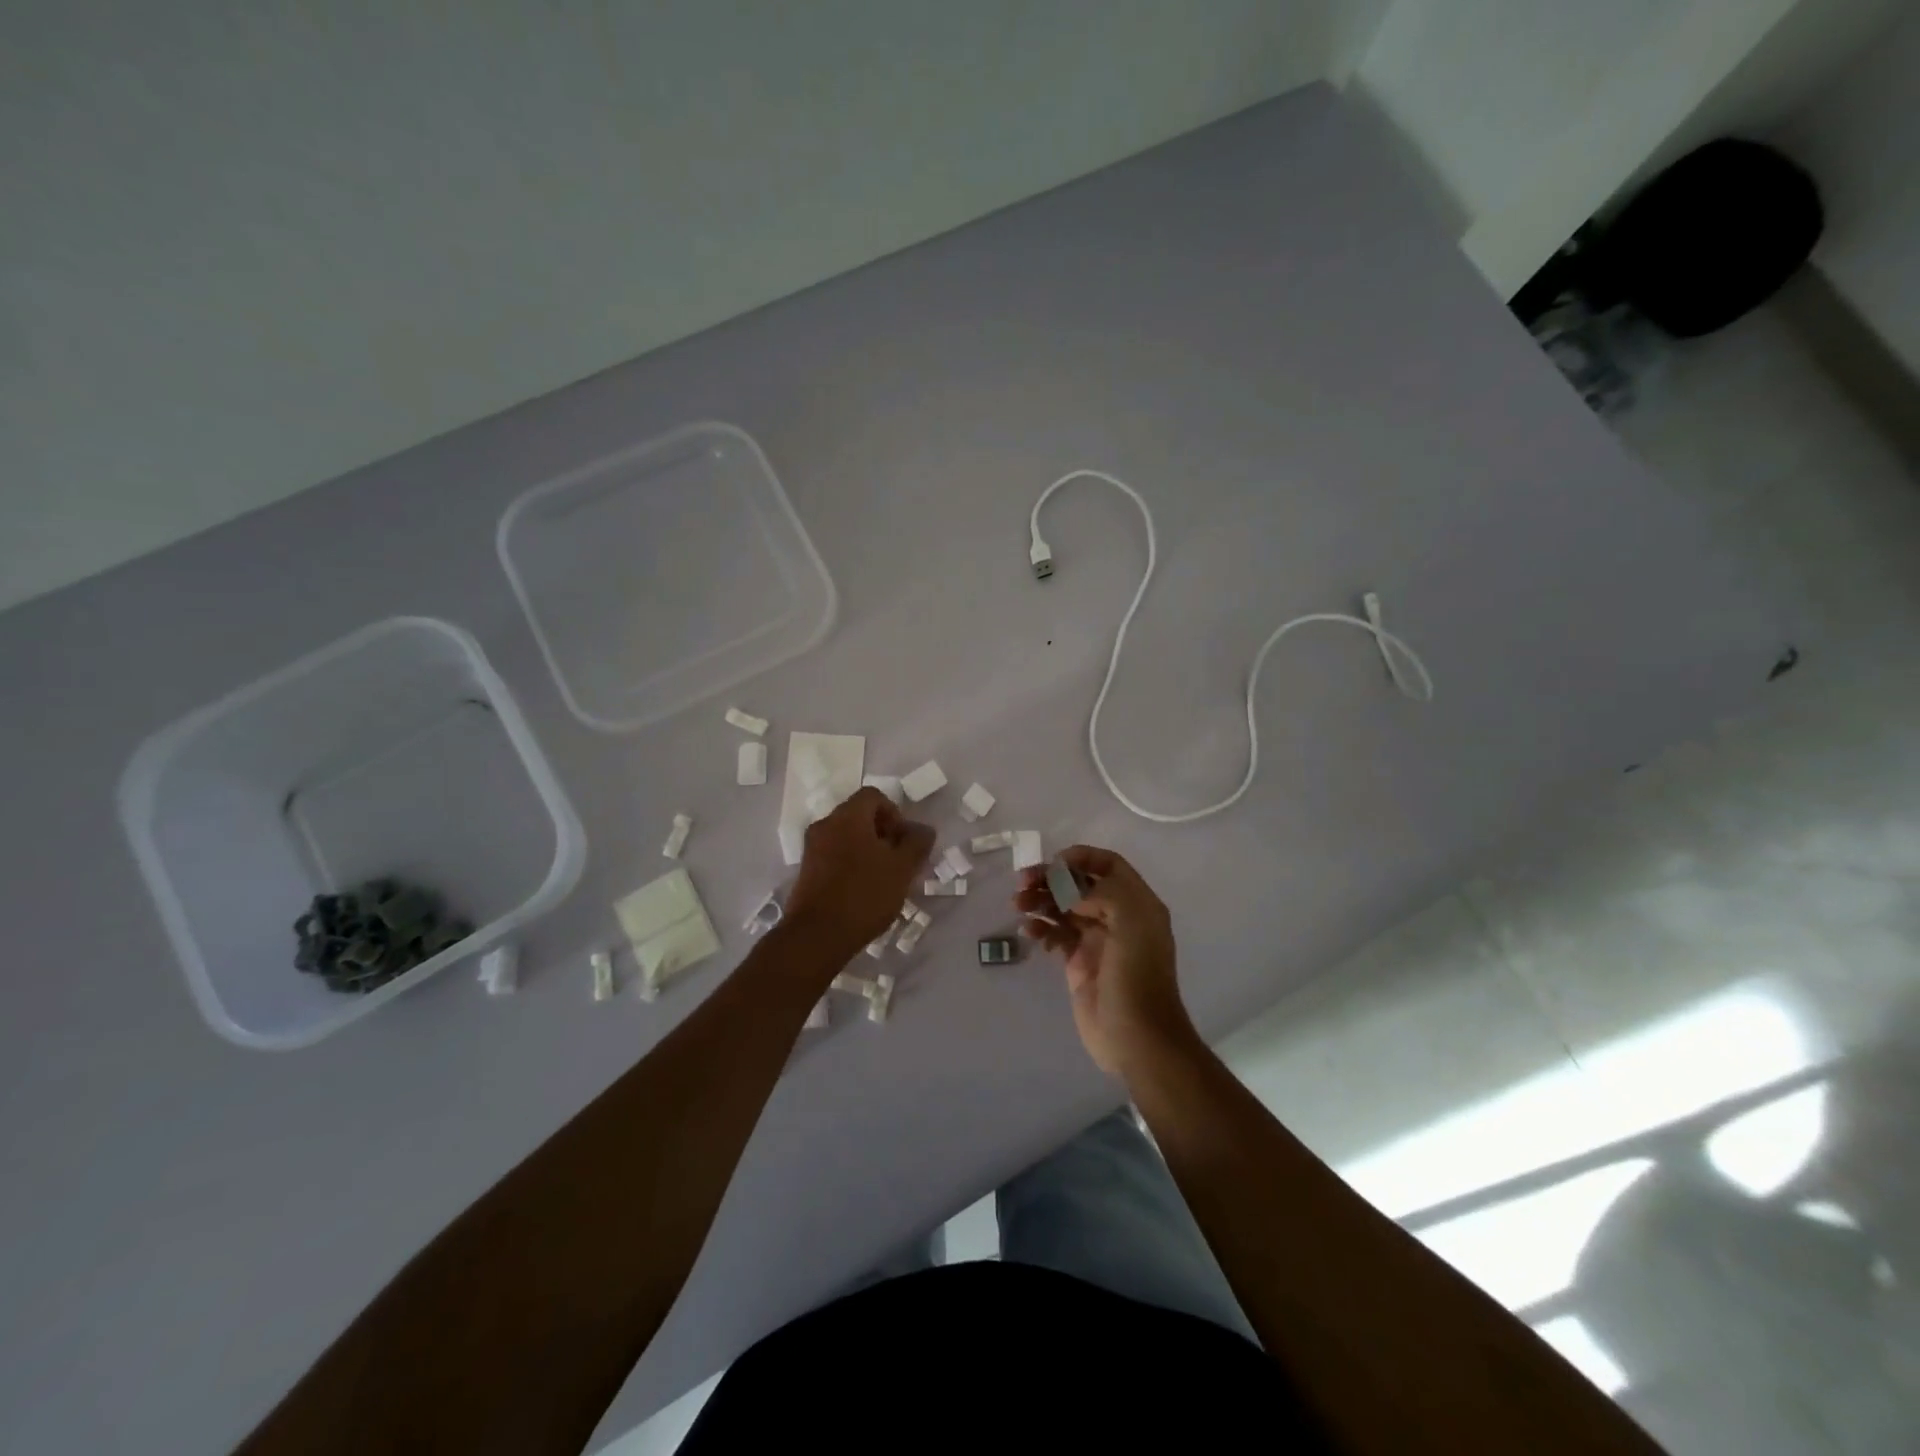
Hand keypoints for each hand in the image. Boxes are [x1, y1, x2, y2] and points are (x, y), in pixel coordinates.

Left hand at [786, 788, 934, 956]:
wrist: (817, 936)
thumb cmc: (864, 895)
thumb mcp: (902, 869)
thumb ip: (917, 843)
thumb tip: (923, 829)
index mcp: (848, 816)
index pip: (873, 796)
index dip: (895, 813)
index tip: (904, 841)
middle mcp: (825, 825)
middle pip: (859, 815)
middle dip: (883, 833)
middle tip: (898, 860)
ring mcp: (812, 848)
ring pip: (846, 837)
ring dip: (868, 850)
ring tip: (884, 878)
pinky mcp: (806, 872)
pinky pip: (834, 855)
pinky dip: (851, 864)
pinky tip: (863, 891)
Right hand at [1014, 846, 1197, 1078]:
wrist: (1136, 1037)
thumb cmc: (1137, 976)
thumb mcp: (1131, 922)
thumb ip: (1104, 893)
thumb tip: (1070, 893)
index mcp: (1136, 903)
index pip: (1109, 865)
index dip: (1082, 857)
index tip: (1053, 862)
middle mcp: (1117, 917)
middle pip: (1080, 884)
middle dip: (1051, 878)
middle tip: (1022, 882)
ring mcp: (1096, 940)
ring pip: (1063, 908)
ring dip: (1040, 901)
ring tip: (1017, 904)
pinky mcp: (1078, 963)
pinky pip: (1056, 935)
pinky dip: (1040, 928)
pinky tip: (1027, 931)